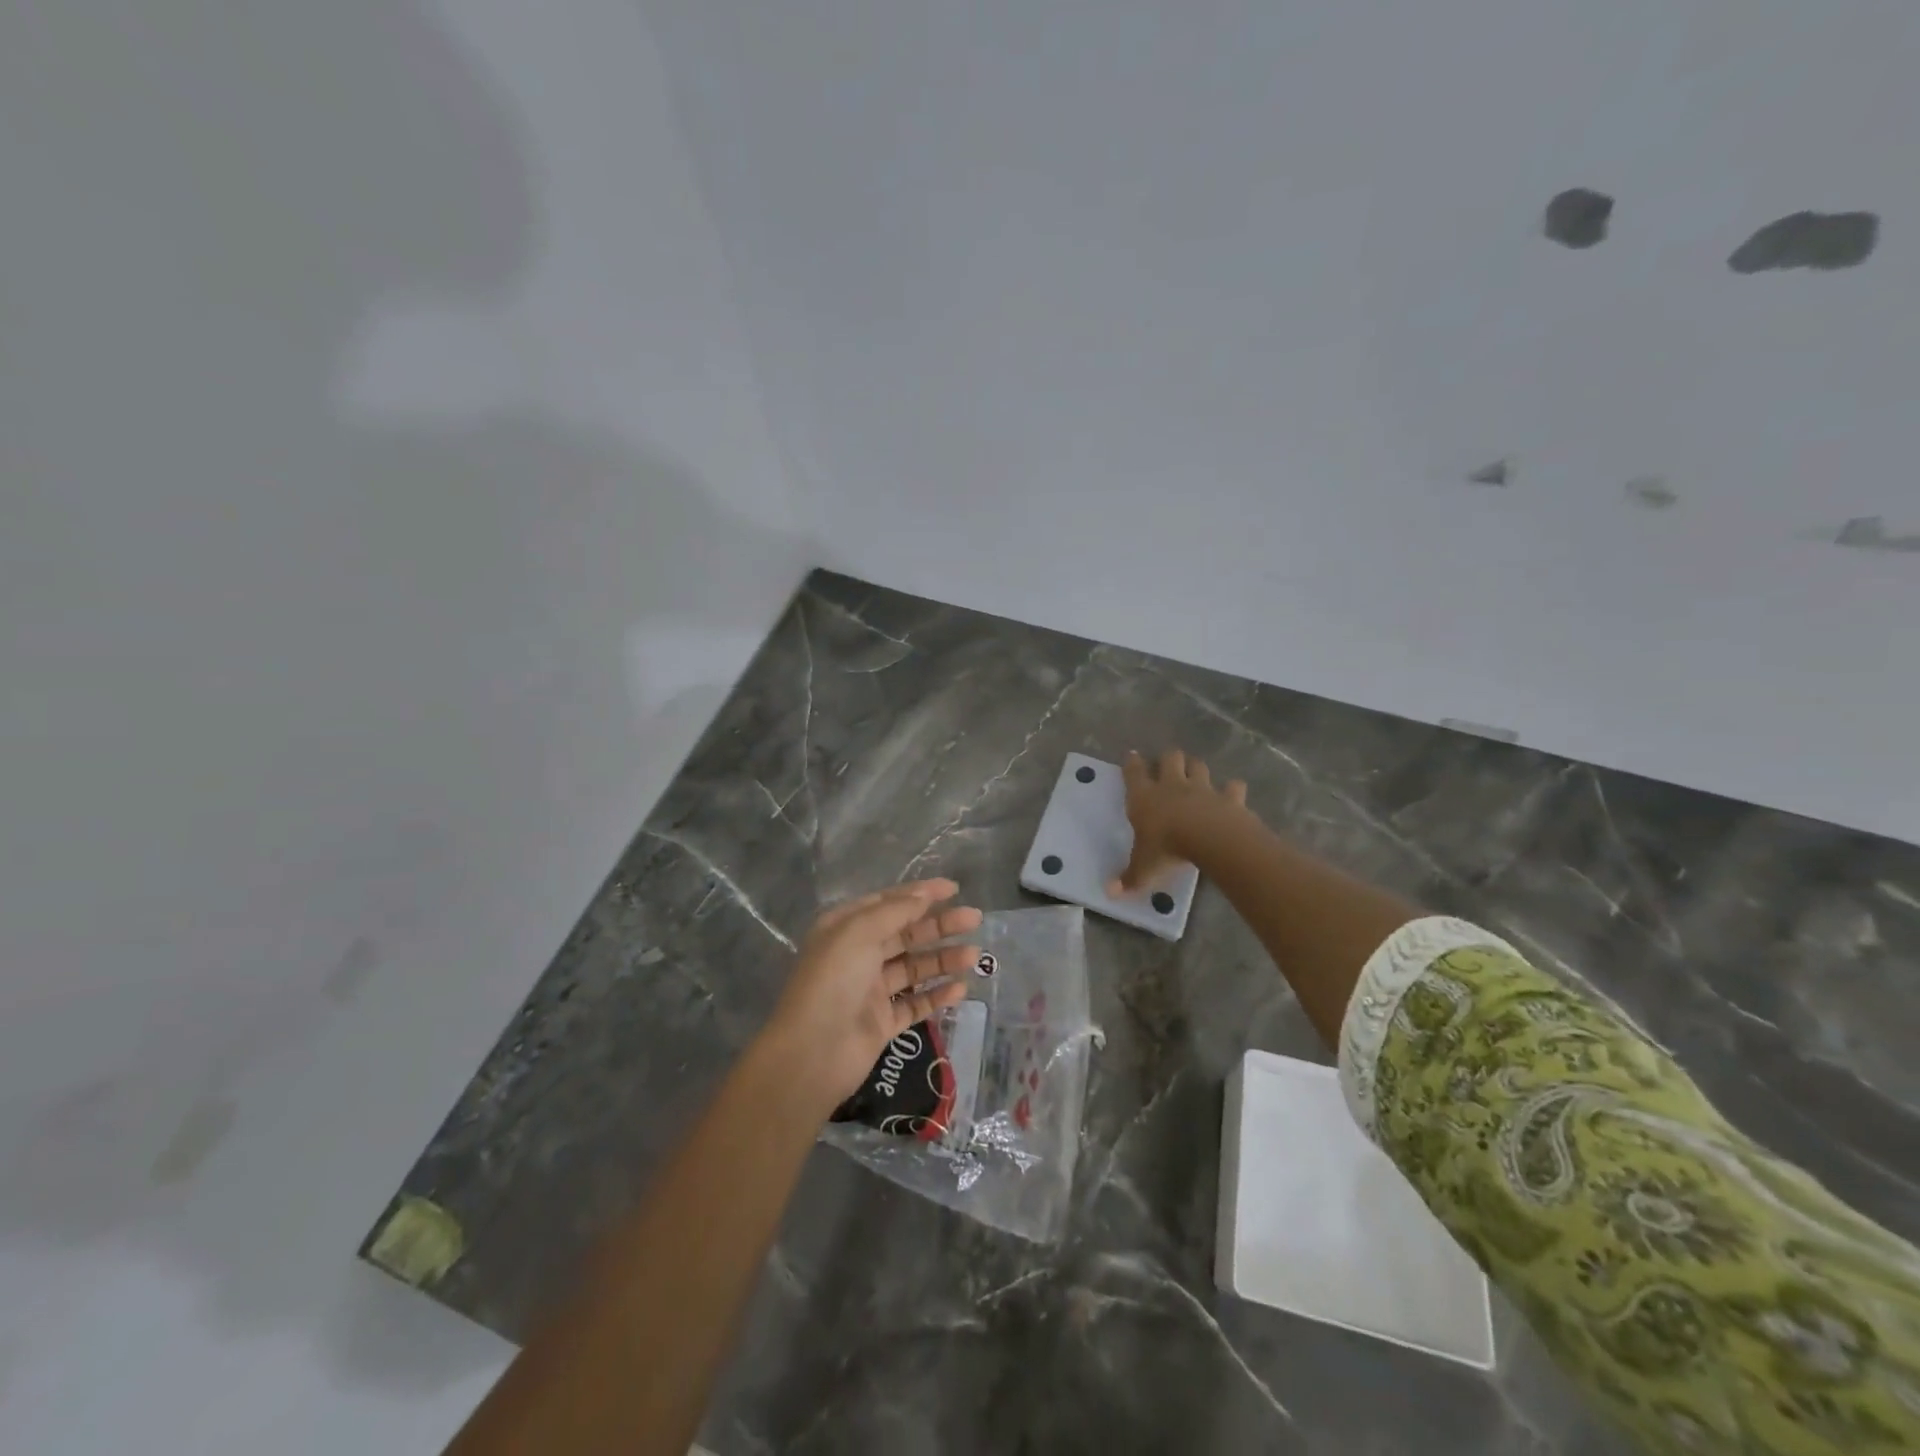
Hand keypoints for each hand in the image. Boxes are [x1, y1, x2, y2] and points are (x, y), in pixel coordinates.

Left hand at [761, 879, 982, 1114]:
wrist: (812, 1053)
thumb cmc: (833, 980)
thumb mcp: (860, 932)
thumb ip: (895, 911)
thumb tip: (923, 894)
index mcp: (845, 928)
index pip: (888, 903)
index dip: (921, 894)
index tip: (954, 889)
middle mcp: (858, 955)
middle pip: (906, 933)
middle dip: (939, 925)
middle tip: (974, 919)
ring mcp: (871, 990)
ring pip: (914, 968)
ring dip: (943, 959)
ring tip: (974, 956)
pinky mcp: (882, 1022)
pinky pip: (915, 1003)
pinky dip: (937, 994)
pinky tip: (960, 989)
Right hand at [1109, 749, 1247, 896]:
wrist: (1210, 839)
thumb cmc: (1167, 848)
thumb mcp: (1144, 867)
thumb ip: (1129, 878)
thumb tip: (1110, 893)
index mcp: (1145, 798)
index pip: (1134, 773)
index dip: (1132, 763)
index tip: (1131, 756)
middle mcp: (1172, 786)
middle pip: (1170, 759)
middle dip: (1168, 759)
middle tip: (1167, 765)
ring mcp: (1203, 789)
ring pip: (1198, 767)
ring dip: (1196, 768)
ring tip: (1195, 773)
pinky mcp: (1229, 798)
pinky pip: (1232, 787)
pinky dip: (1232, 789)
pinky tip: (1232, 792)